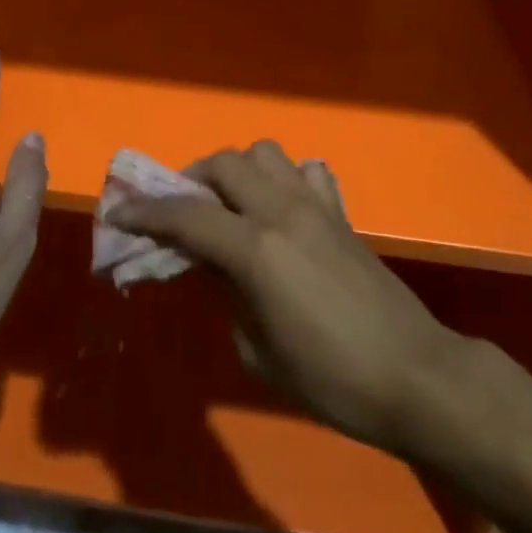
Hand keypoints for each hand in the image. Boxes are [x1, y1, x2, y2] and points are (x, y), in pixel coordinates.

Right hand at [114, 141, 466, 454]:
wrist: (413, 375)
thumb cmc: (330, 379)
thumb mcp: (257, 351)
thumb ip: (226, 295)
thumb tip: (212, 265)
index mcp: (256, 249)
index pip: (186, 214)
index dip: (146, 212)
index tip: (119, 215)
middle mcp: (283, 211)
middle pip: (225, 163)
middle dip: (191, 179)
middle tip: (178, 211)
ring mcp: (317, 206)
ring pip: (266, 153)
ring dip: (238, 171)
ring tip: (228, 205)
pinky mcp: (342, 214)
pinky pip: (309, 172)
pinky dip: (286, 179)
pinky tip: (281, 210)